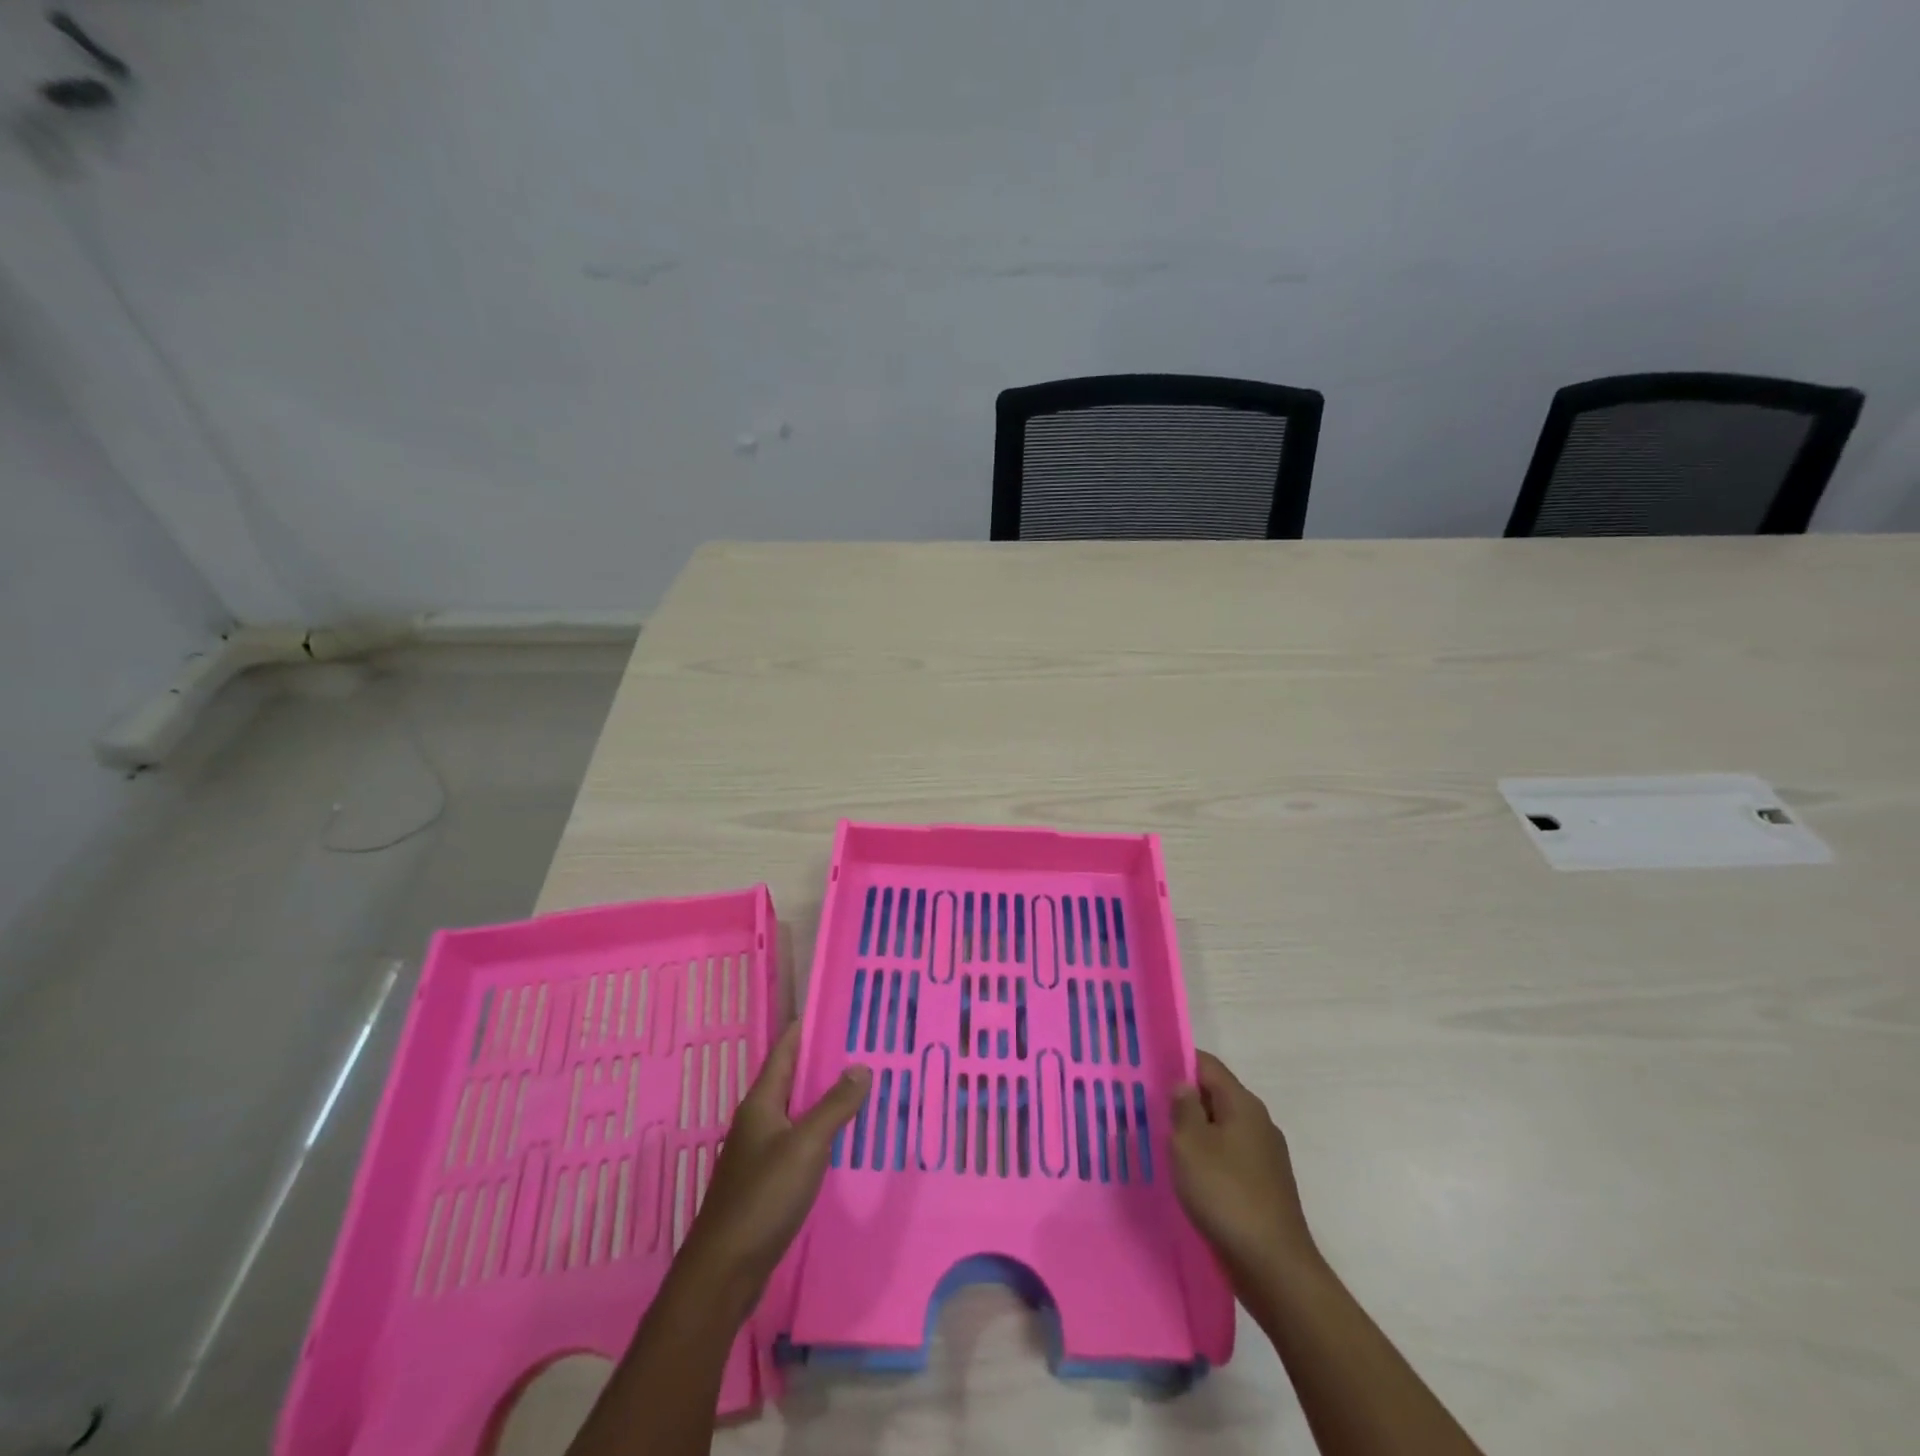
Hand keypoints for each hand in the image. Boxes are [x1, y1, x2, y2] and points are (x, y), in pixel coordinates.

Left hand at [676, 1024, 869, 1311]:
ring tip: (861, 1085)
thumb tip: (860, 1066)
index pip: (785, 1049)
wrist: (725, 1270)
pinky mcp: (767, 1180)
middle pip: (792, 1078)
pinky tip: (843, 1137)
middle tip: (863, 1045)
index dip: (808, 1026)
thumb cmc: (764, 1197)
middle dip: (823, 1061)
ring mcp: (760, 1151)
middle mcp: (758, 1119)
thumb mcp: (806, 1145)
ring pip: (797, 1110)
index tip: (837, 1008)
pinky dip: (821, 1129)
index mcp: (761, 1102)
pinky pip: (799, 1140)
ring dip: (824, 1096)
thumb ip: (834, 1105)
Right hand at [1170, 1050, 1319, 1289]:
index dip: (1178, 1061)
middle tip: (1146, 1107)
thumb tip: (1184, 1086)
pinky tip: (1188, 1177)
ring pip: (1221, 1129)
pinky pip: (1229, 1158)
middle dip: (1183, 1099)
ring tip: (1161, 1142)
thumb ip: (1183, 1107)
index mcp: (1243, 1104)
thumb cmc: (1226, 1195)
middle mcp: (1258, 1122)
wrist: (1274, 1268)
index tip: (1148, 1069)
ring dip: (1194, 1132)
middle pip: (1215, 1096)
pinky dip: (1208, 1159)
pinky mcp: (1264, 1186)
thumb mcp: (1190, 1144)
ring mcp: (1265, 1156)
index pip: (1207, 1065)